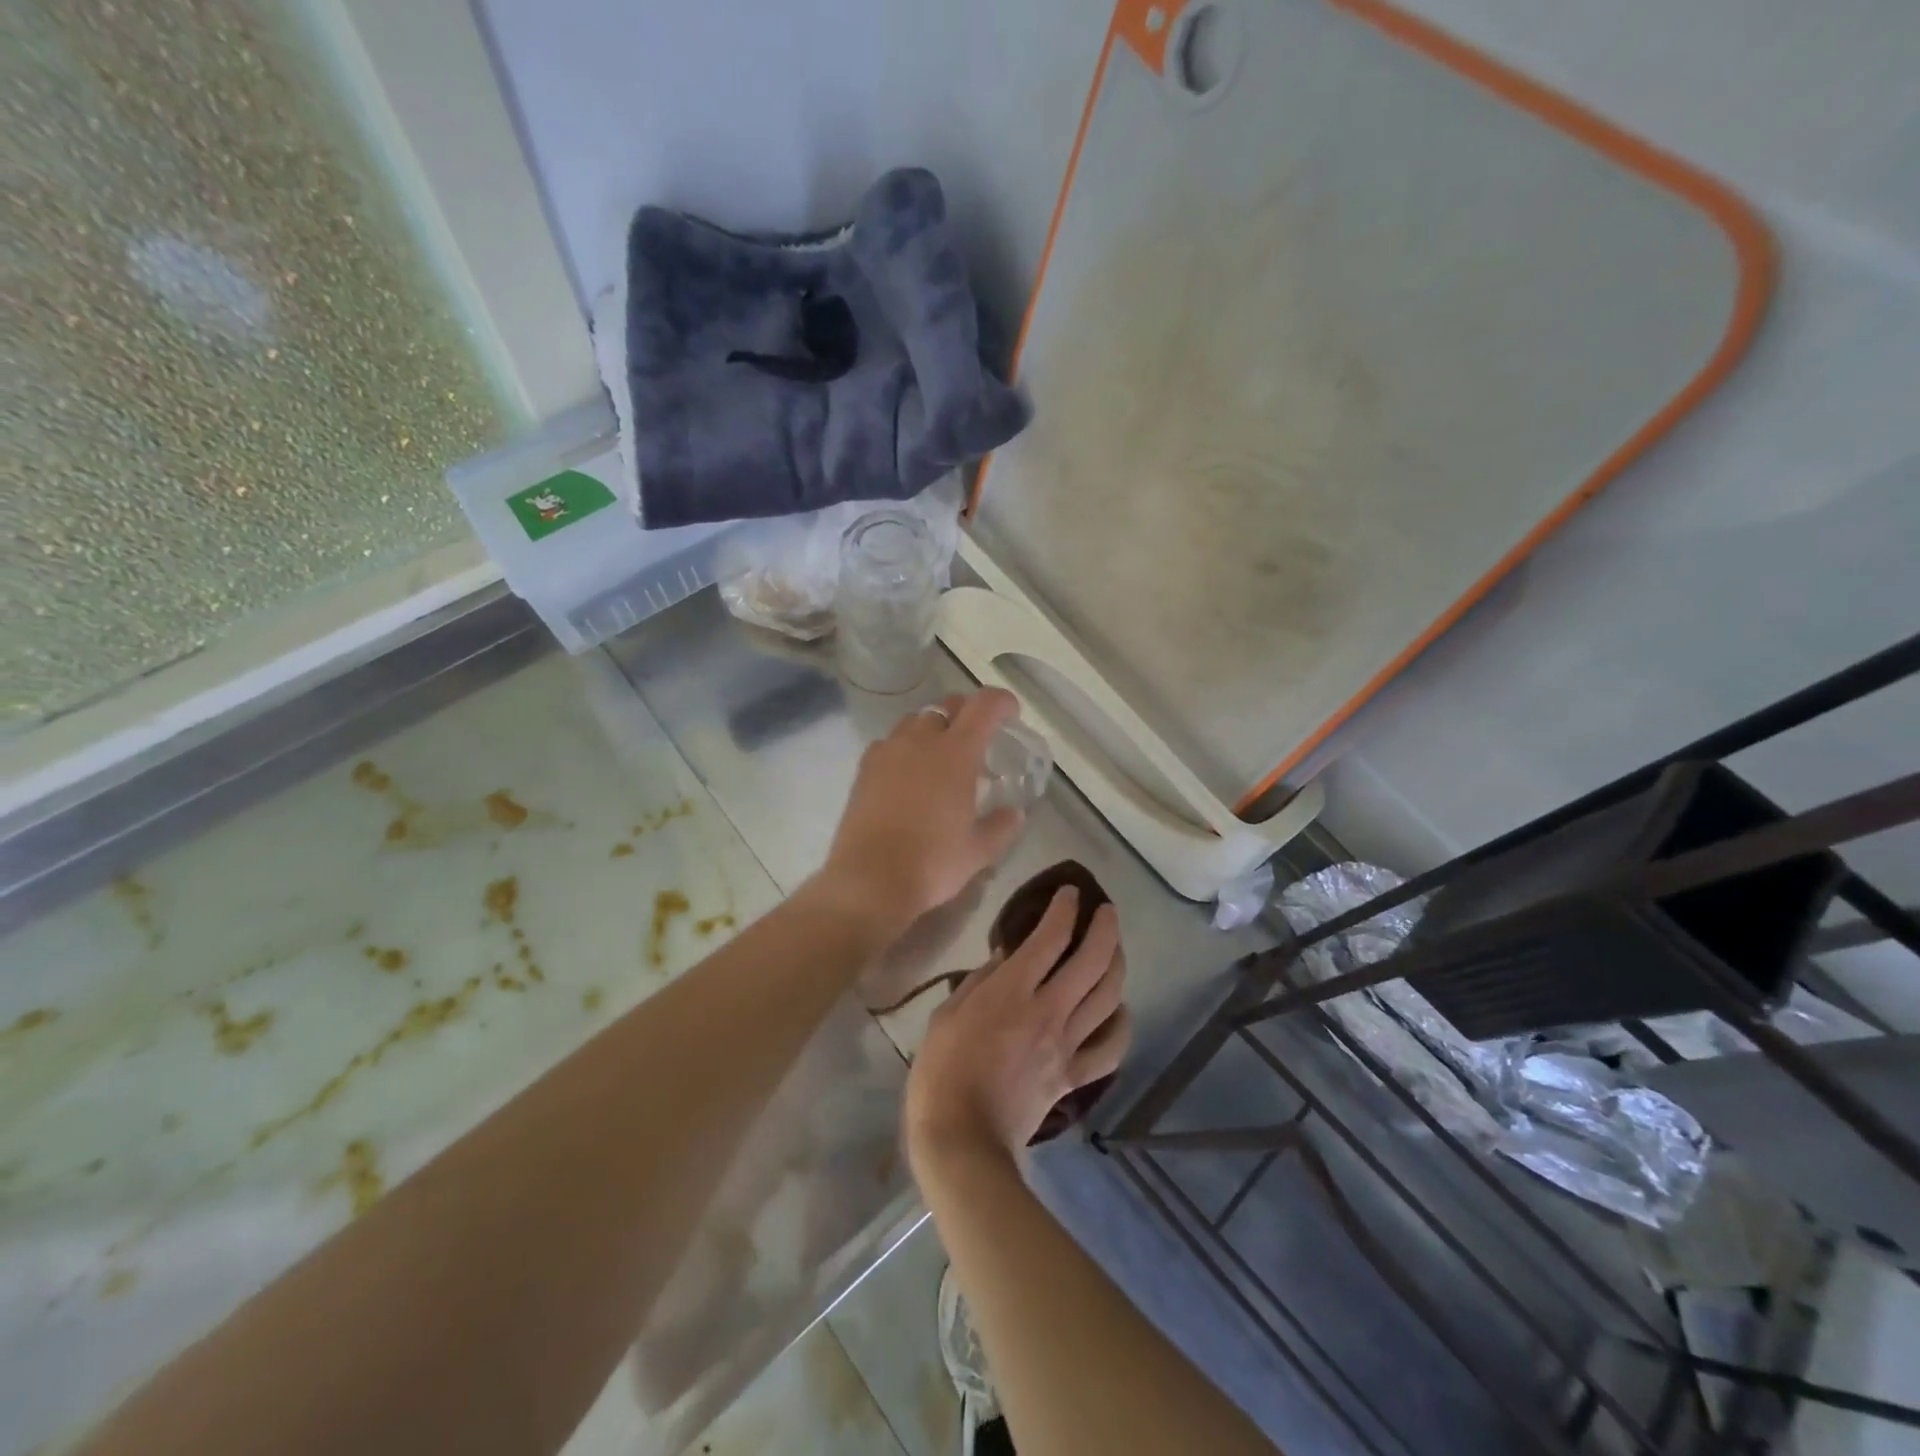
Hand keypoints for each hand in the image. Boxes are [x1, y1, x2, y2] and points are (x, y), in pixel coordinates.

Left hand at [820, 689, 1025, 932]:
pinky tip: (907, 774)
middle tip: (977, 736)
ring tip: (940, 755)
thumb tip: (1014, 813)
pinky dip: (904, 748)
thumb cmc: (933, 863)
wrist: (870, 880)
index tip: (1011, 714)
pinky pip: (889, 743)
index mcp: (956, 753)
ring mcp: (888, 751)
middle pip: (947, 706)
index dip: (1001, 702)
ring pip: (915, 721)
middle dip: (967, 712)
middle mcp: (920, 741)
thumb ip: (1002, 826)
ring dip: (933, 729)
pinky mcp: (864, 769)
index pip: (984, 706)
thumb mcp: (979, 850)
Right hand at [906, 887, 1131, 1164]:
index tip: (1068, 892)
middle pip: (1092, 960)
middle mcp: (1048, 1011)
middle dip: (1104, 928)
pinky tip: (1119, 1011)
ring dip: (1117, 965)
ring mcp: (1066, 1046)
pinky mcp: (1073, 1076)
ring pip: (1108, 997)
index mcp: (1012, 991)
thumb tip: (1007, 957)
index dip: (1064, 909)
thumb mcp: (946, 1014)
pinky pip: (1110, 1049)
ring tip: (1115, 948)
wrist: (962, 1139)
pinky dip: (1121, 1025)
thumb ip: (980, 982)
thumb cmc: (941, 1072)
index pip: (1050, 937)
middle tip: (1105, 910)